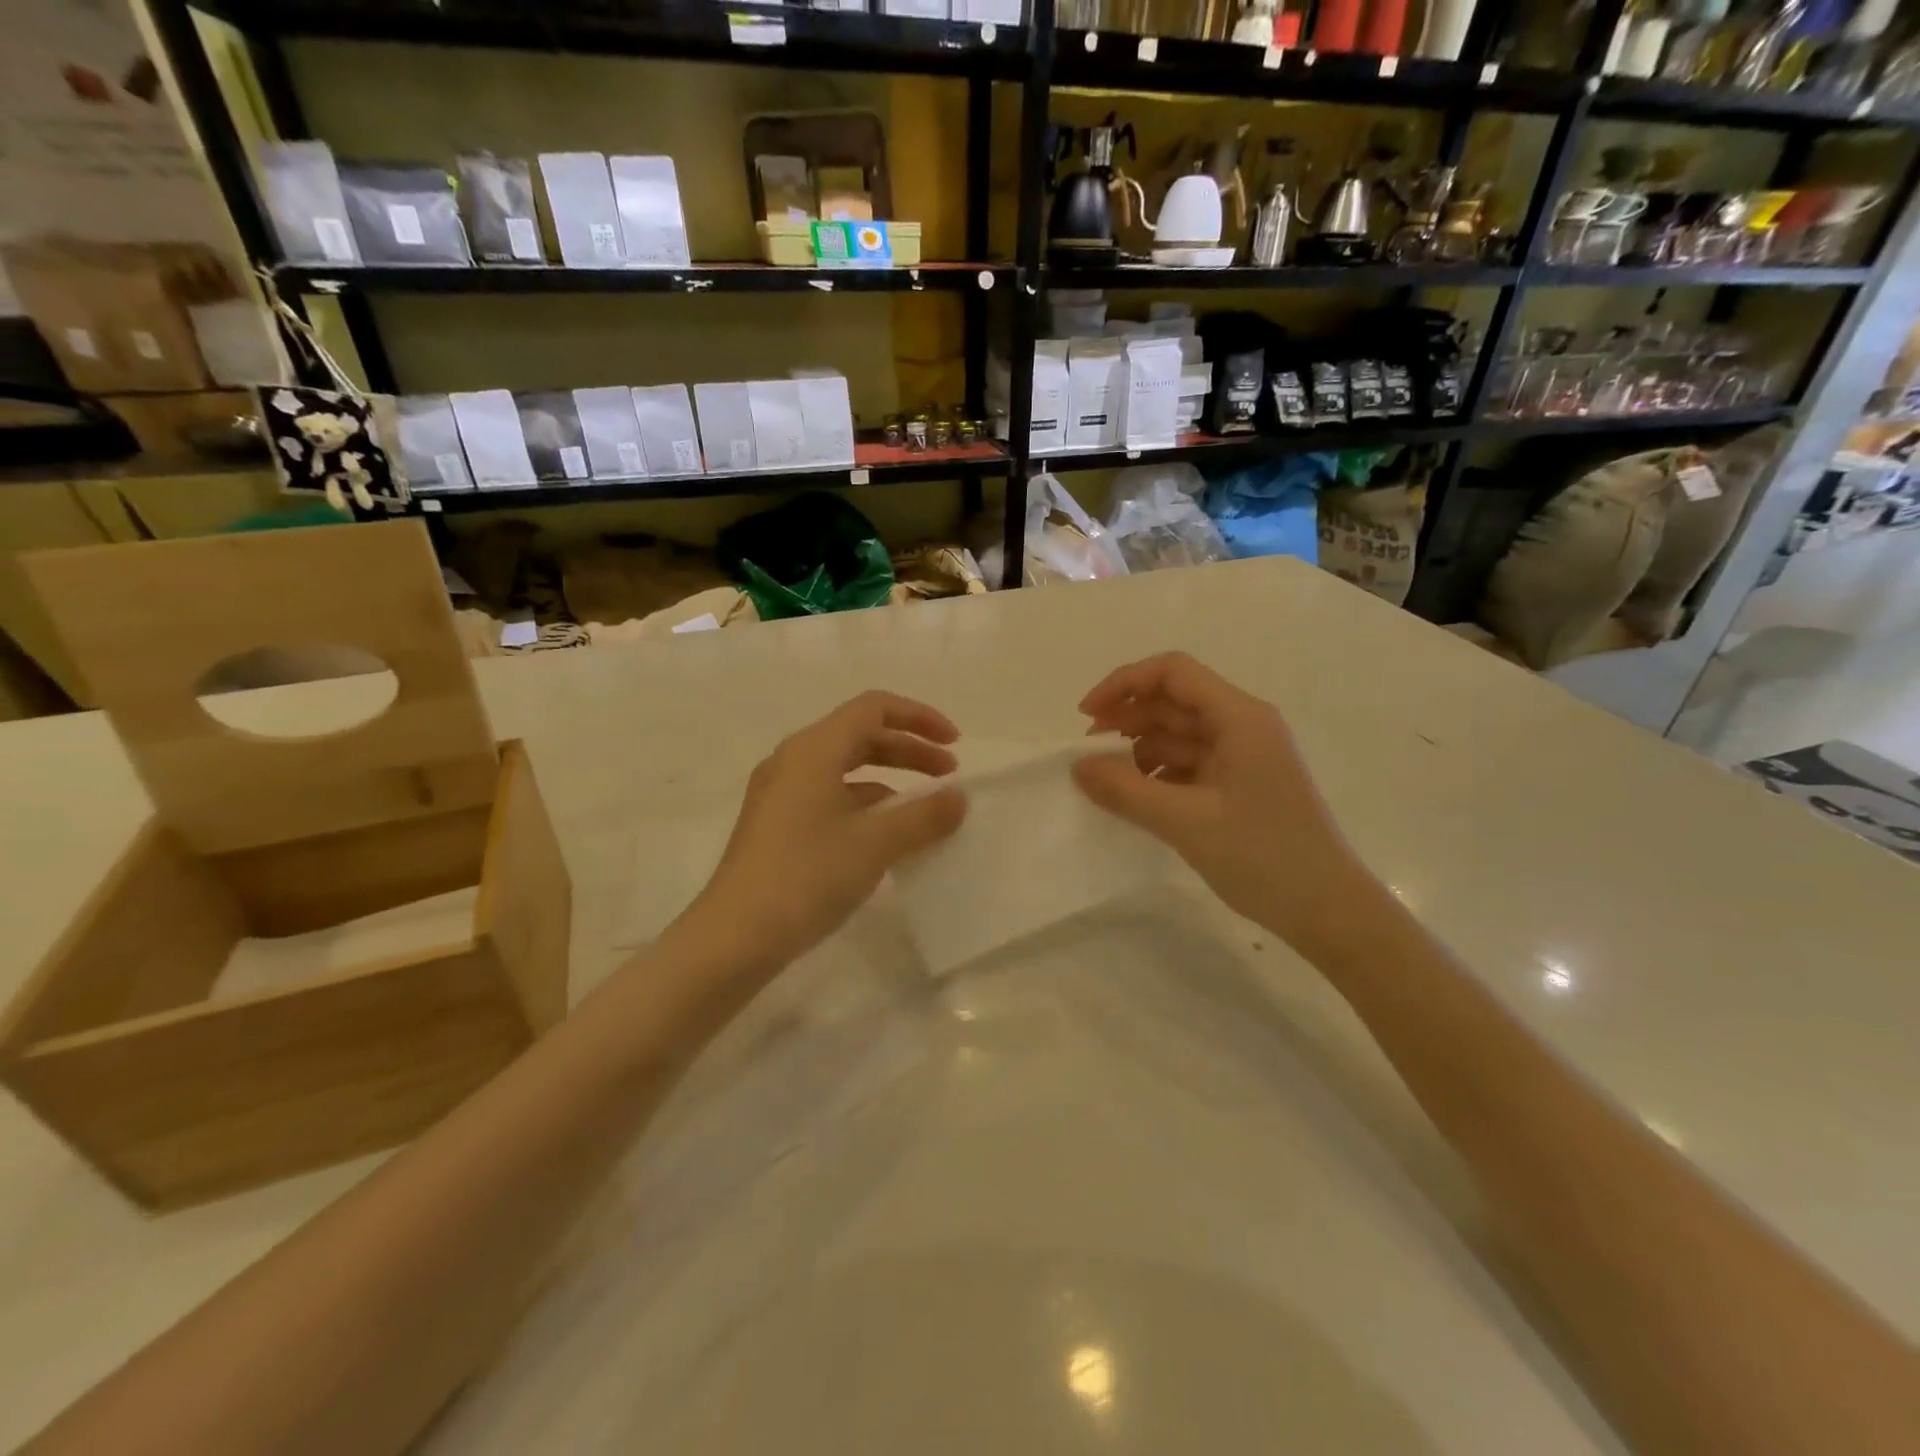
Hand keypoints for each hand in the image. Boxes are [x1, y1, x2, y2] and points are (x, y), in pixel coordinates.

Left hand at [684, 691, 966, 971]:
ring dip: (890, 778)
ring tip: (924, 808)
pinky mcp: (777, 824)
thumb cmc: (807, 876)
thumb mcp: (875, 844)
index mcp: (813, 749)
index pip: (874, 708)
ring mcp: (781, 793)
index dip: (920, 718)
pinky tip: (886, 836)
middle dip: (909, 750)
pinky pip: (830, 797)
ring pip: (845, 768)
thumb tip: (958, 798)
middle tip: (949, 776)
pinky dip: (865, 805)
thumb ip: (923, 816)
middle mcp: (793, 760)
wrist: (735, 937)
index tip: (954, 746)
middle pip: (861, 735)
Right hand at [1072, 653, 1376, 947]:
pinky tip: (1138, 798)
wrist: (1328, 910)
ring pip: (1179, 735)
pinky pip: (1190, 764)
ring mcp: (1244, 756)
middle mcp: (1243, 726)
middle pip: (1174, 701)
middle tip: (1087, 751)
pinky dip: (1159, 774)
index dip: (1124, 684)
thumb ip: (1125, 790)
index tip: (1086, 716)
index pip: (1173, 672)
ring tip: (1108, 780)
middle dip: (1127, 718)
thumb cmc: (1263, 857)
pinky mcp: (1241, 784)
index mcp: (1239, 718)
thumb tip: (1077, 766)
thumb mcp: (1184, 822)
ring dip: (1140, 749)